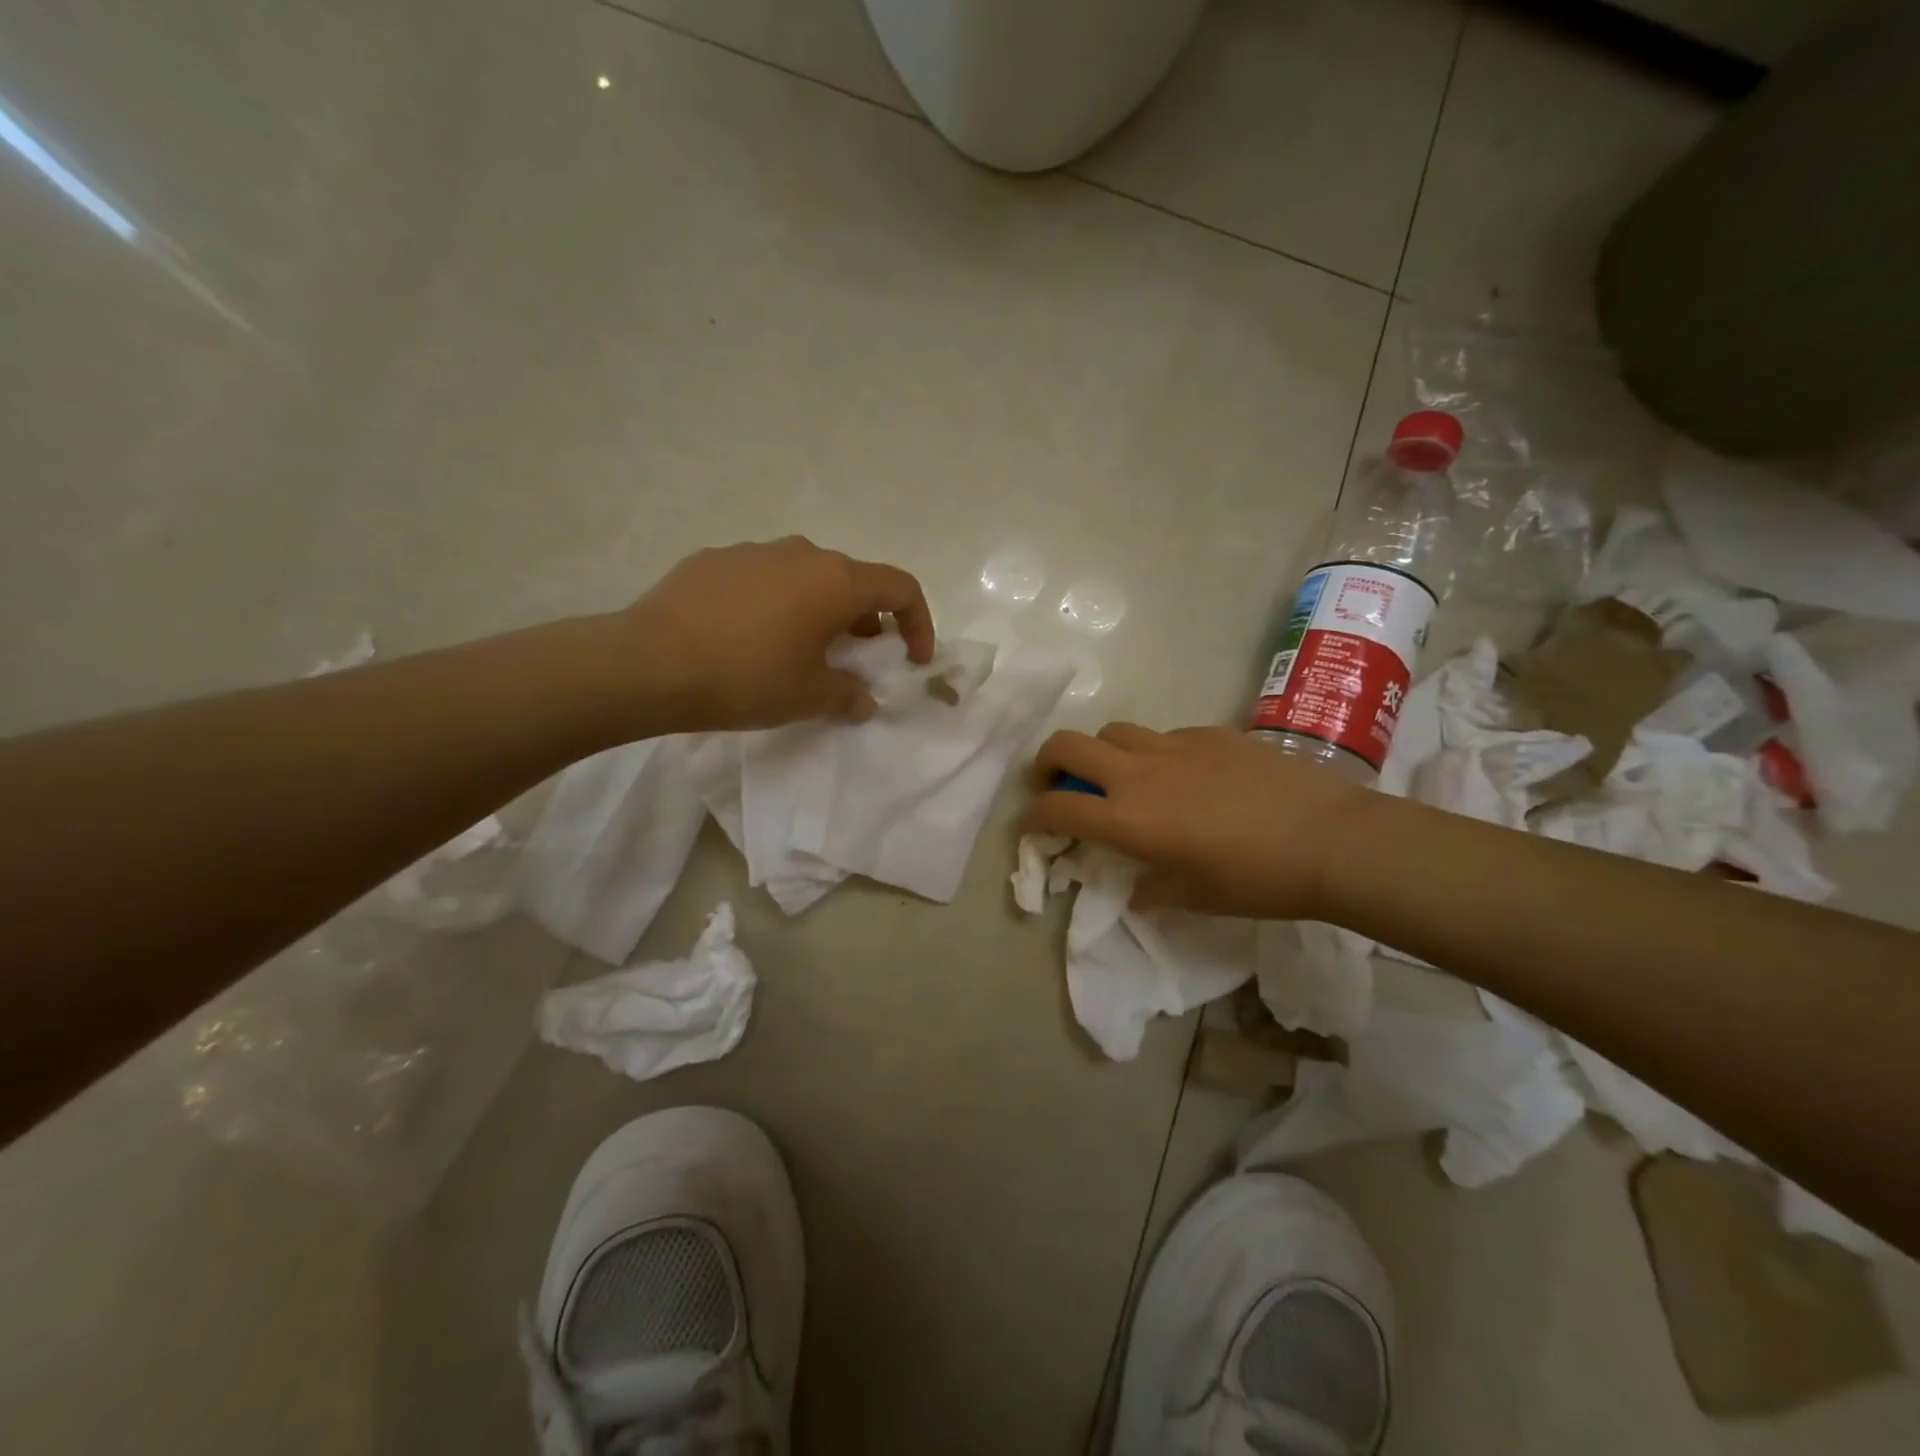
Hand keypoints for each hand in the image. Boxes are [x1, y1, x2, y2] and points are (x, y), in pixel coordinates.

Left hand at [622, 537, 934, 732]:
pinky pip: (761, 580)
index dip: (918, 623)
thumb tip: (862, 699)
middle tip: (853, 660)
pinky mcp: (712, 560)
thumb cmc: (747, 678)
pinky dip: (773, 605)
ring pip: (804, 577)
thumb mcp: (809, 697)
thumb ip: (849, 695)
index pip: (900, 587)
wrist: (649, 664)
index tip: (912, 660)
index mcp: (835, 580)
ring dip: (817, 610)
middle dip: (864, 621)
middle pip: (851, 581)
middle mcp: (801, 553)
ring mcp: (753, 551)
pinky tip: (747, 639)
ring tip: (799, 650)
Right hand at [1021, 724, 1376, 919]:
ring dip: (1102, 753)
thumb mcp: (1198, 896)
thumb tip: (1137, 891)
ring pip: (1114, 732)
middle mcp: (1139, 774)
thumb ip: (1155, 890)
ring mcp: (1175, 746)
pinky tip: (1183, 775)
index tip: (1029, 826)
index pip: (1058, 809)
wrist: (1330, 838)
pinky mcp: (1210, 734)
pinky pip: (1164, 735)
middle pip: (1068, 745)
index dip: (1032, 817)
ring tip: (1121, 777)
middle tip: (1056, 782)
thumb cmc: (1258, 879)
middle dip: (1047, 762)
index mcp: (1129, 819)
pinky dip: (1154, 752)